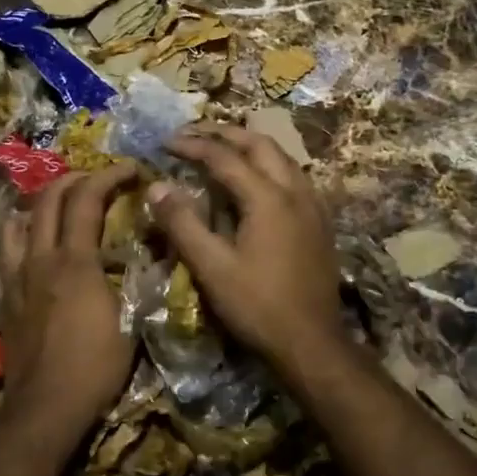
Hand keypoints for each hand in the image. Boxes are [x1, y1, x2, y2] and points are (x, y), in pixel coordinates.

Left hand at [0, 162, 139, 438]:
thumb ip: (138, 282)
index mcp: (76, 262)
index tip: (131, 168)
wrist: (45, 407)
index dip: (109, 175)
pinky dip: (18, 230)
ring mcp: (16, 275)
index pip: (87, 199)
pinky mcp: (4, 295)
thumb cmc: (96, 368)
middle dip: (76, 178)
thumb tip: (153, 254)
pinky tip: (29, 238)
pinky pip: (4, 249)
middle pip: (49, 198)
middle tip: (99, 181)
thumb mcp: (132, 323)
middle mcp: (40, 258)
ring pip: (18, 219)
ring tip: (61, 203)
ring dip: (41, 201)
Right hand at [145, 126, 345, 372]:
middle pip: (259, 144)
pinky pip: (294, 176)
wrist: (312, 342)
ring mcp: (313, 205)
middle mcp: (295, 191)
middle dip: (225, 133)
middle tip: (194, 133)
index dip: (193, 146)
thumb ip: (182, 223)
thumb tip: (155, 186)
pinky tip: (258, 181)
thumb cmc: (258, 306)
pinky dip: (269, 165)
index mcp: (267, 198)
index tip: (166, 142)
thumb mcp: (212, 267)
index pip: (224, 157)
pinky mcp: (321, 222)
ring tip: (223, 148)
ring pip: (282, 157)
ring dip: (250, 145)